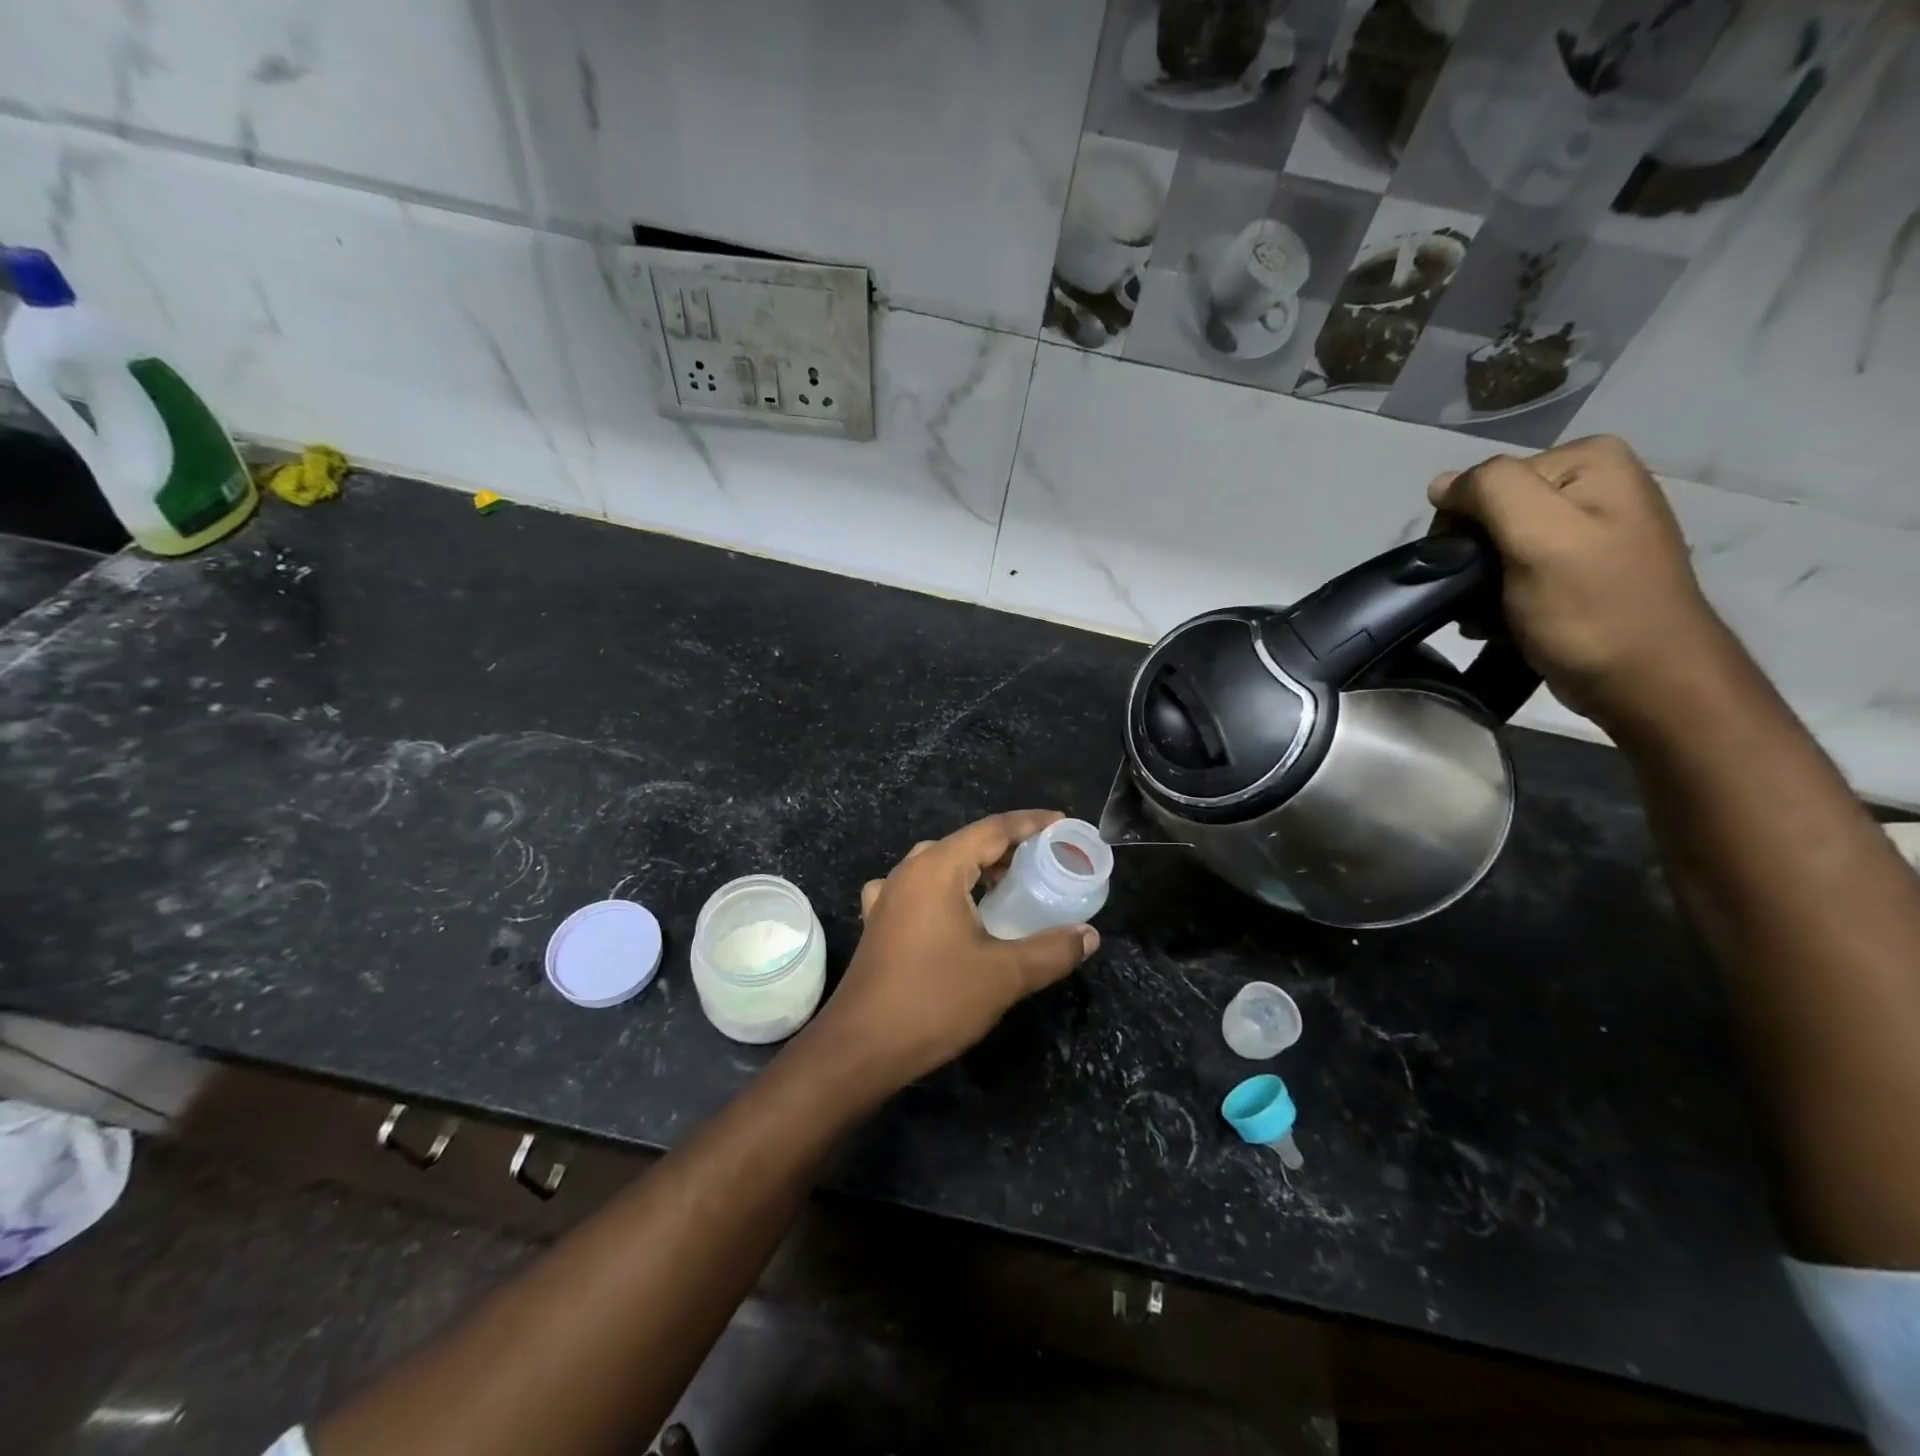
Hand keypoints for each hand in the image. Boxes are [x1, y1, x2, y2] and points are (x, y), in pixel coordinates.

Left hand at [811, 810, 1099, 1088]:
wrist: (861, 1047)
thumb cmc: (934, 1001)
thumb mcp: (1004, 975)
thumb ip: (1052, 950)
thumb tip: (1089, 936)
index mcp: (937, 868)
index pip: (992, 829)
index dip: (1031, 823)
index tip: (1063, 824)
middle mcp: (909, 871)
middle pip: (966, 844)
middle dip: (1007, 848)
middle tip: (1045, 861)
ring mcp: (888, 896)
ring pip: (940, 865)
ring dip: (975, 869)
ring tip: (1009, 884)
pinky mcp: (879, 922)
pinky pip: (918, 889)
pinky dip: (945, 890)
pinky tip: (953, 910)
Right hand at [1429, 435, 1731, 732]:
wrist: (1645, 682)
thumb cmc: (1592, 608)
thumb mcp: (1540, 536)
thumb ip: (1489, 491)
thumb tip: (1441, 485)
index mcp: (1589, 462)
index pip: (1485, 482)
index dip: (1463, 526)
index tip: (1470, 570)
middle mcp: (1592, 484)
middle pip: (1489, 514)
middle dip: (1472, 559)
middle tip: (1480, 598)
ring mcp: (1586, 529)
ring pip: (1494, 548)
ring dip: (1477, 586)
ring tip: (1490, 617)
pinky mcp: (1576, 571)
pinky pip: (1511, 573)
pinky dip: (1495, 600)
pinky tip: (1502, 623)